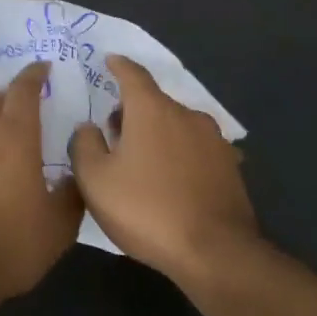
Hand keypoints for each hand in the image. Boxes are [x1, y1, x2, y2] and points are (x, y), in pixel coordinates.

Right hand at [69, 55, 258, 287]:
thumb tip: (89, 127)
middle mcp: (186, 115)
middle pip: (155, 101)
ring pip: (177, 126)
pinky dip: (180, 155)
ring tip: (142, 158)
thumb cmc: (146, 209)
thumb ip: (85, 144)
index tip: (109, 60)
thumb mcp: (95, 179)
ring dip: (158, 133)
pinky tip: (172, 179)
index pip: (132, 74)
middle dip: (133, 110)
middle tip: (113, 129)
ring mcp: (214, 142)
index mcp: (152, 109)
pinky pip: (197, 150)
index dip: (118, 66)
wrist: (217, 255)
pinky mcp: (231, 169)